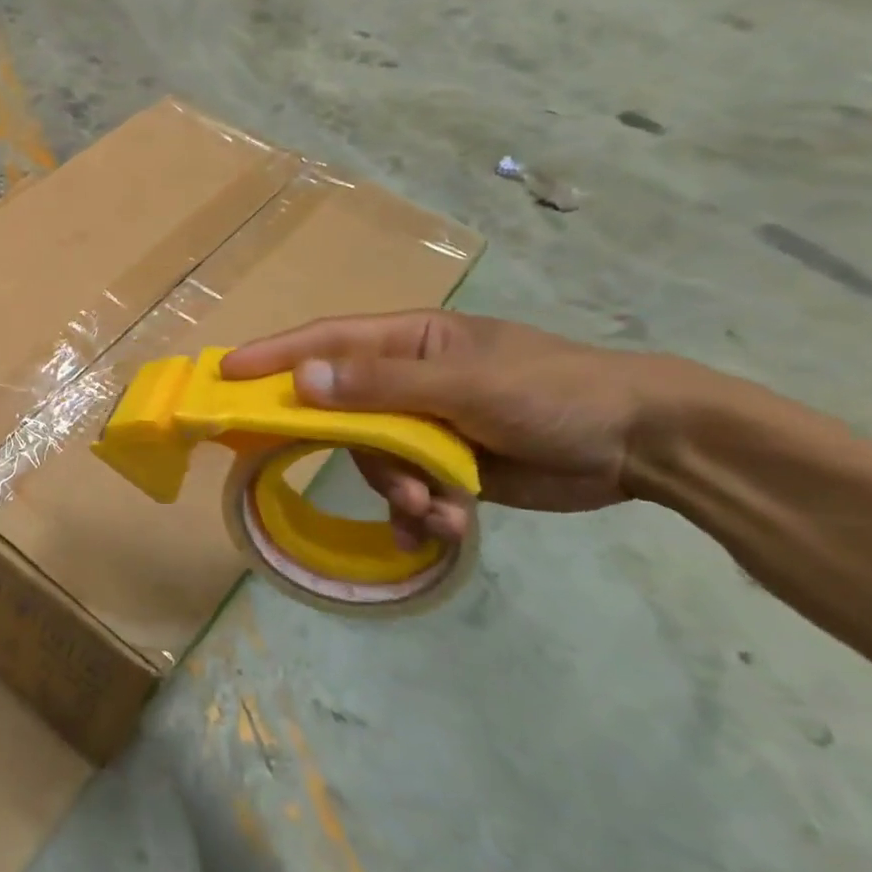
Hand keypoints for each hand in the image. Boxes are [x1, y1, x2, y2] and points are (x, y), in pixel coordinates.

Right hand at [220, 312, 661, 547]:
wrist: (645, 444)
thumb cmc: (554, 392)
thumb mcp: (466, 386)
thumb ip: (381, 386)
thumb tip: (301, 380)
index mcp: (409, 343)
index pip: (326, 342)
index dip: (274, 356)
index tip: (227, 374)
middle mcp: (408, 381)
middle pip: (344, 413)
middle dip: (356, 452)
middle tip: (380, 482)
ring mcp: (427, 424)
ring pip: (375, 460)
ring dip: (398, 491)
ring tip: (434, 513)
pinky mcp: (448, 466)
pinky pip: (407, 489)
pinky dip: (418, 513)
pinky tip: (442, 528)